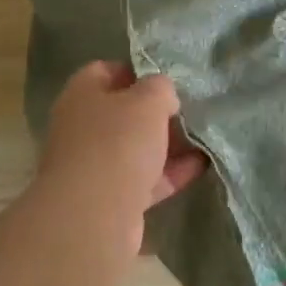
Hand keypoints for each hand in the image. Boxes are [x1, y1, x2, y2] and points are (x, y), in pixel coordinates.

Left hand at [34, 62, 205, 255]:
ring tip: (203, 135)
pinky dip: (171, 173)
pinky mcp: (112, 198)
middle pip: (122, 113)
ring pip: (136, 149)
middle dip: (156, 112)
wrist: (94, 214)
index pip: (105, 71)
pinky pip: (146, 179)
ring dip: (167, 144)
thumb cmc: (117, 142)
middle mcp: (83, 128)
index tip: (168, 77)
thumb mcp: (148, 101)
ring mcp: (96, 166)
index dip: (137, 71)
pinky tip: (202, 165)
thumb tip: (163, 94)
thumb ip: (160, 88)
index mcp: (82, 96)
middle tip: (190, 108)